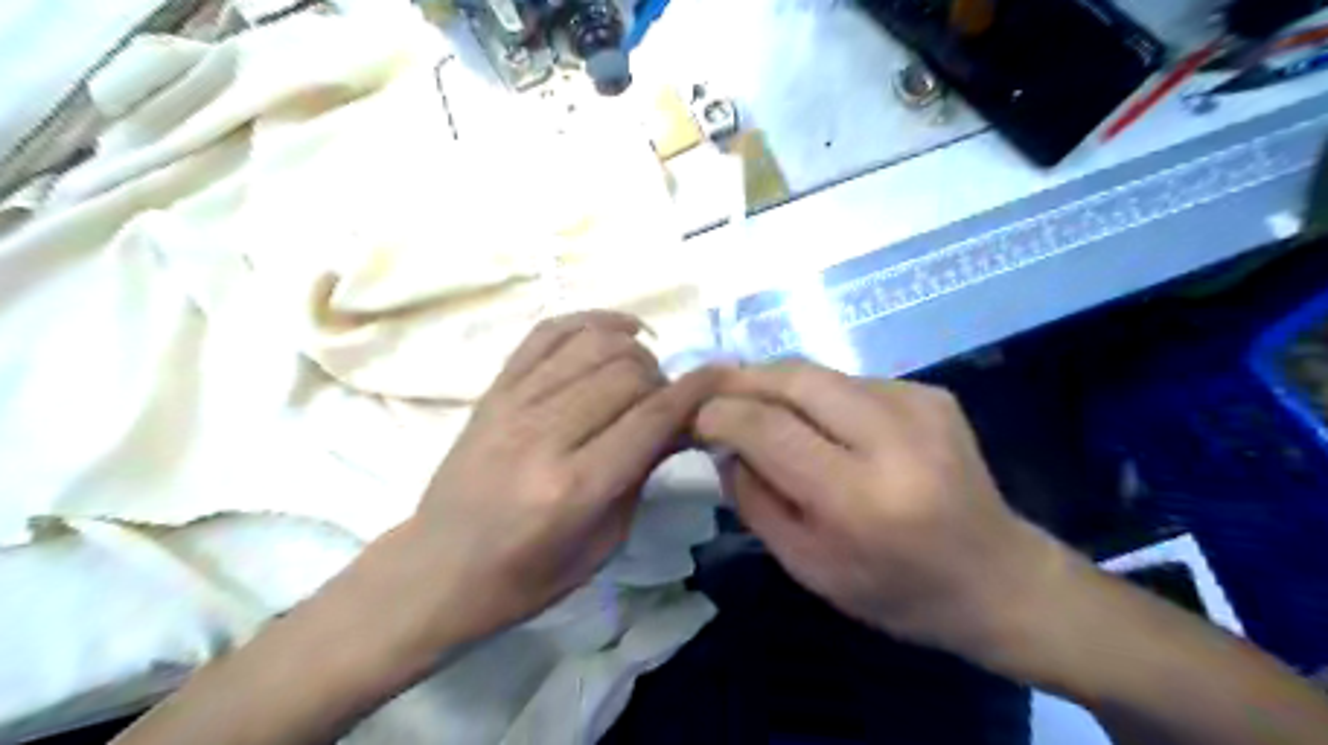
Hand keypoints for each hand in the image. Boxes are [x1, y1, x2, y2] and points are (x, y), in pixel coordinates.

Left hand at [399, 310, 723, 641]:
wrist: (438, 569)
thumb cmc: (526, 576)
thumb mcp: (602, 543)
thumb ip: (642, 474)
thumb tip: (680, 422)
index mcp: (574, 487)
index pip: (652, 417)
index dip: (695, 392)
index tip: (721, 380)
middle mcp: (544, 435)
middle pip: (627, 373)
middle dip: (663, 380)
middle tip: (666, 404)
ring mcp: (513, 404)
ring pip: (593, 344)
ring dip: (633, 351)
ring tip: (641, 374)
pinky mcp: (494, 389)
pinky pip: (548, 333)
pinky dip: (590, 320)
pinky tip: (616, 332)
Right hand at [695, 361, 1059, 656]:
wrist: (997, 578)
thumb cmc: (894, 590)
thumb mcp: (806, 565)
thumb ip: (753, 499)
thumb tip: (721, 444)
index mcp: (859, 498)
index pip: (767, 428)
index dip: (719, 413)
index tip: (694, 416)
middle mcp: (893, 438)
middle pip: (794, 377)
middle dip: (742, 379)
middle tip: (712, 391)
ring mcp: (919, 405)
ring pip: (819, 371)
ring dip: (776, 383)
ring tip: (754, 403)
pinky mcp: (931, 392)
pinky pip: (850, 381)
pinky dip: (817, 394)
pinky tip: (816, 420)